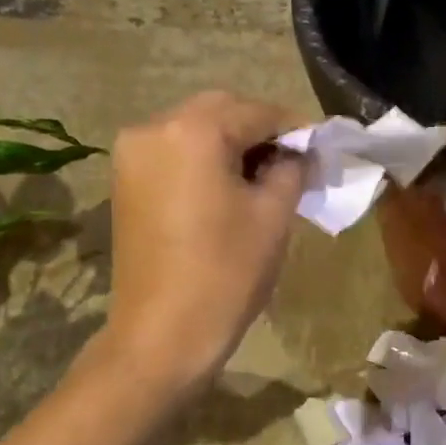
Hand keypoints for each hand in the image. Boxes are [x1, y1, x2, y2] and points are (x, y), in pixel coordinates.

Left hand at [93, 91, 304, 390]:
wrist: (162, 333)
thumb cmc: (227, 272)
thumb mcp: (273, 215)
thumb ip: (292, 169)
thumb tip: (299, 153)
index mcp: (194, 131)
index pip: (257, 112)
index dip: (294, 128)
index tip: (320, 147)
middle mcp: (154, 128)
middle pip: (220, 111)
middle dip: (259, 130)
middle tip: (293, 161)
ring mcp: (132, 155)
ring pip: (193, 129)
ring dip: (230, 143)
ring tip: (262, 176)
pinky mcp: (124, 181)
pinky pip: (173, 153)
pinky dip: (203, 159)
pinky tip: (226, 187)